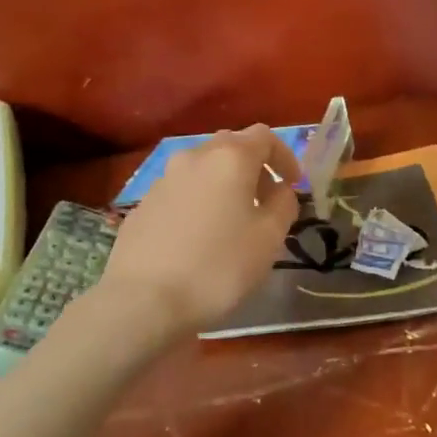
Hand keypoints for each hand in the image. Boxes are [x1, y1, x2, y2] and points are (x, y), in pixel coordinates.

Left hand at [100, 125, 301, 335]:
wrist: (144, 300)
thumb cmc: (218, 267)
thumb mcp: (269, 239)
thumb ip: (284, 205)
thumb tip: (280, 191)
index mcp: (230, 158)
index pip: (264, 136)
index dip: (284, 156)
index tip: (293, 185)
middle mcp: (194, 157)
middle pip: (231, 146)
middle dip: (254, 167)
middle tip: (265, 200)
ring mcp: (163, 179)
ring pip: (203, 167)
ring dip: (224, 183)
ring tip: (233, 219)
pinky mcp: (143, 203)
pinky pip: (181, 191)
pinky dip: (199, 200)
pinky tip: (200, 236)